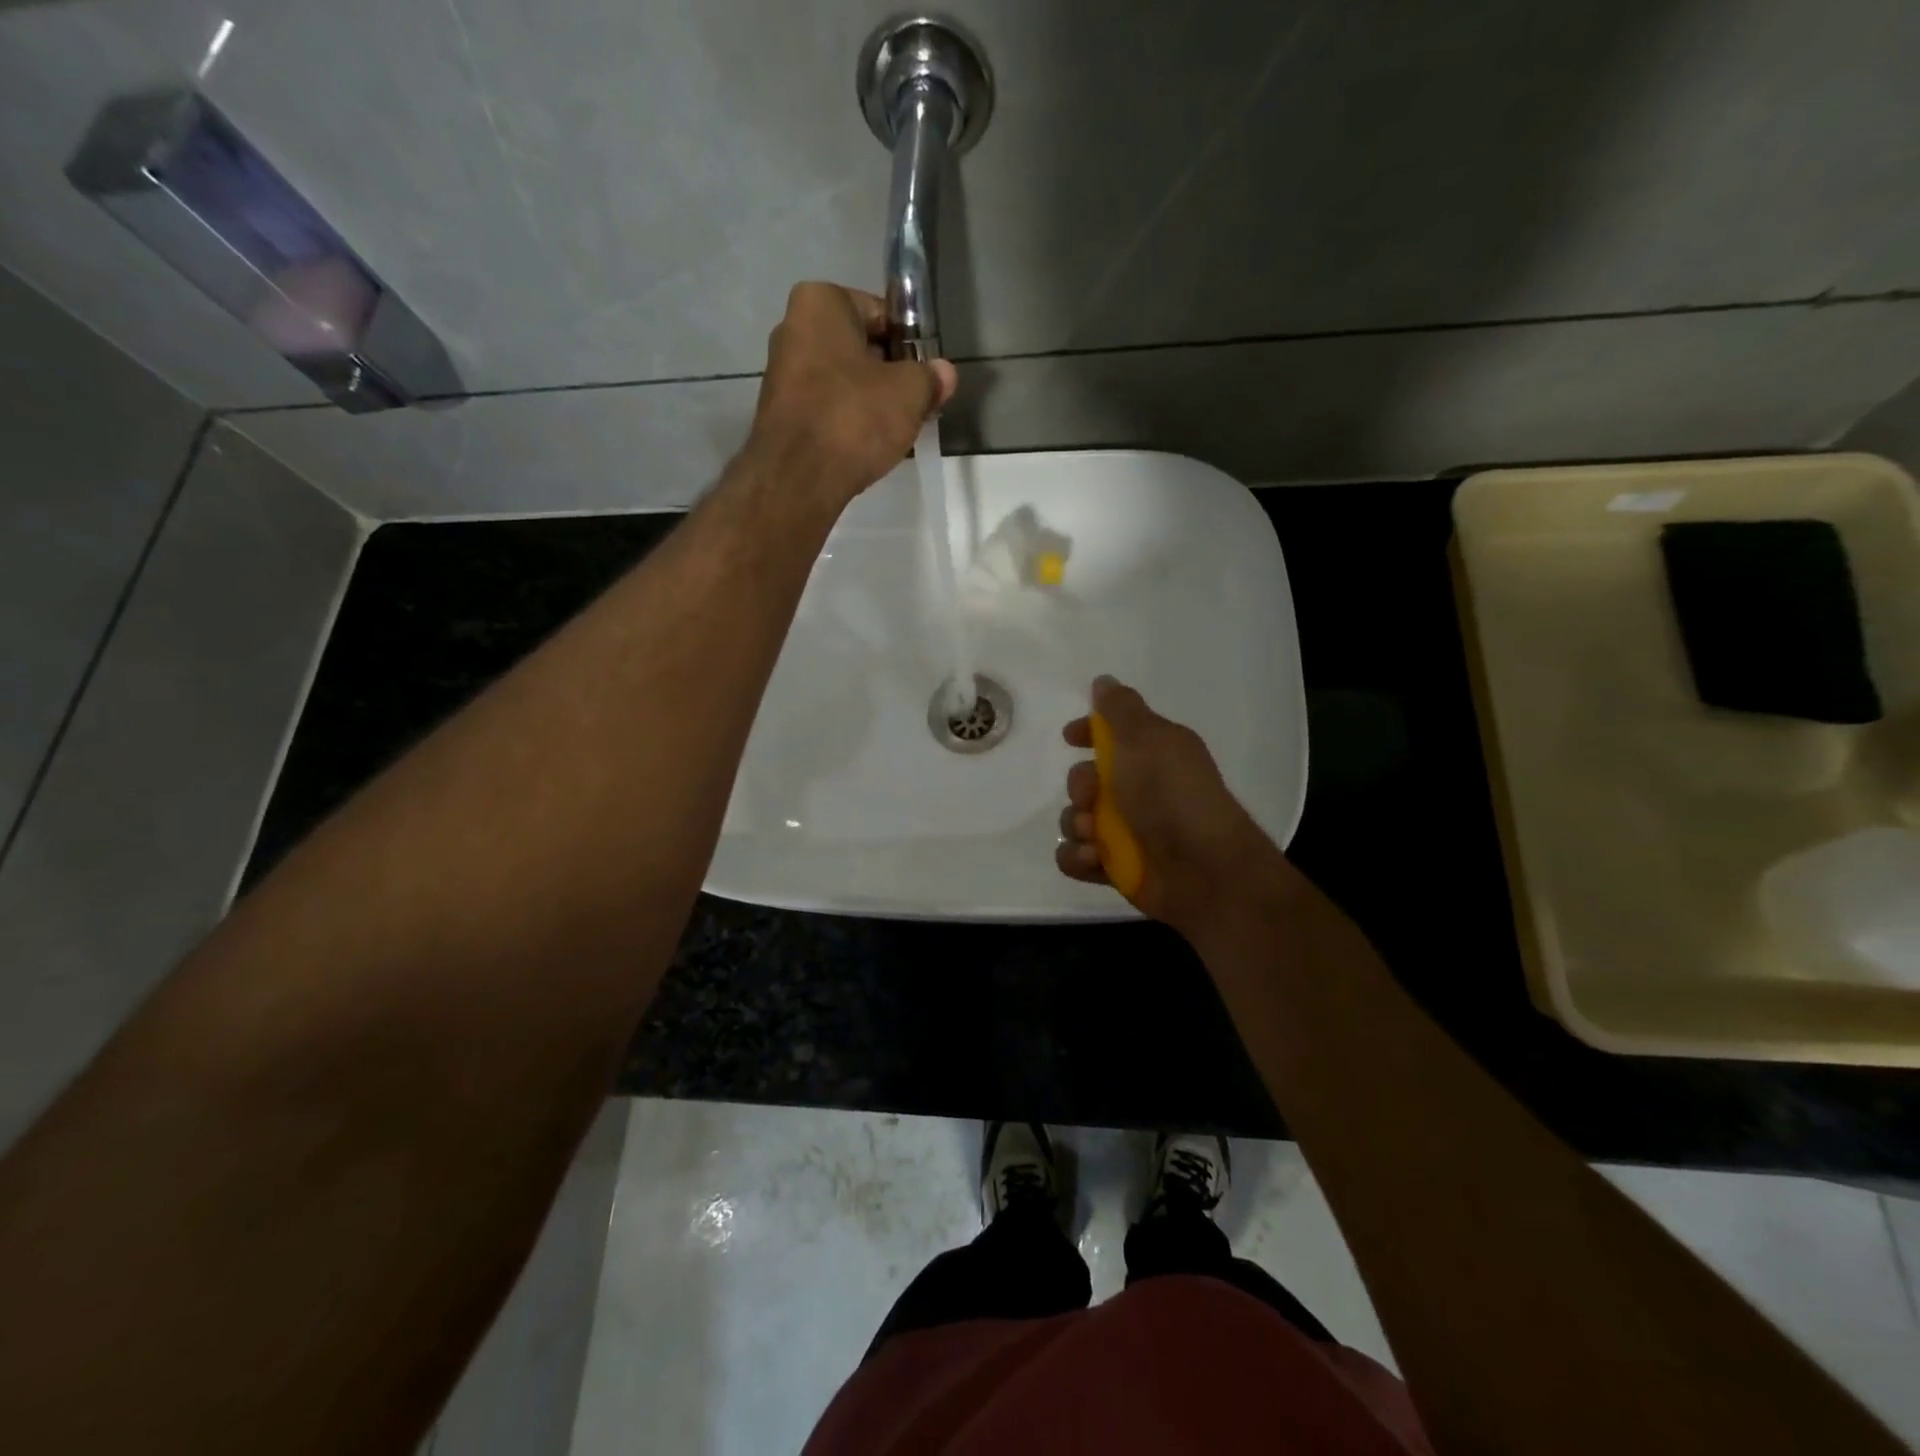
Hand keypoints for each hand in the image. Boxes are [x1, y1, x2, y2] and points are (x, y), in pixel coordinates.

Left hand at [744, 282, 957, 507]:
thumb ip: (930, 378)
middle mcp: (793, 328)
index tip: (927, 374)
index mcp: (820, 302)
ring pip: (844, 382)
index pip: (881, 313)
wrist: (798, 478)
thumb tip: (945, 373)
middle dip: (890, 375)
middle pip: (860, 348)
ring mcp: (782, 374)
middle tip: (917, 405)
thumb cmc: (854, 418)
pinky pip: (827, 409)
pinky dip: (849, 423)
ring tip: (898, 431)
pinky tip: (869, 446)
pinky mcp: (781, 415)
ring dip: (871, 402)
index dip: (911, 344)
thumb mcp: (909, 393)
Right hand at [1057, 676, 1282, 936]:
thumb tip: (1103, 681)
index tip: (1070, 737)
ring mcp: (1125, 831)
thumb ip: (1119, 708)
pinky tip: (1096, 859)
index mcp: (1151, 755)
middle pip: (1082, 780)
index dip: (1088, 732)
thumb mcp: (1145, 738)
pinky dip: (1080, 857)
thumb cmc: (1171, 795)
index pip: (1111, 735)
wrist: (1201, 869)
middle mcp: (1138, 790)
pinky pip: (1073, 857)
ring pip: (1073, 819)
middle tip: (1093, 798)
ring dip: (1077, 825)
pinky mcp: (1114, 867)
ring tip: (1097, 838)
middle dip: (1079, 787)